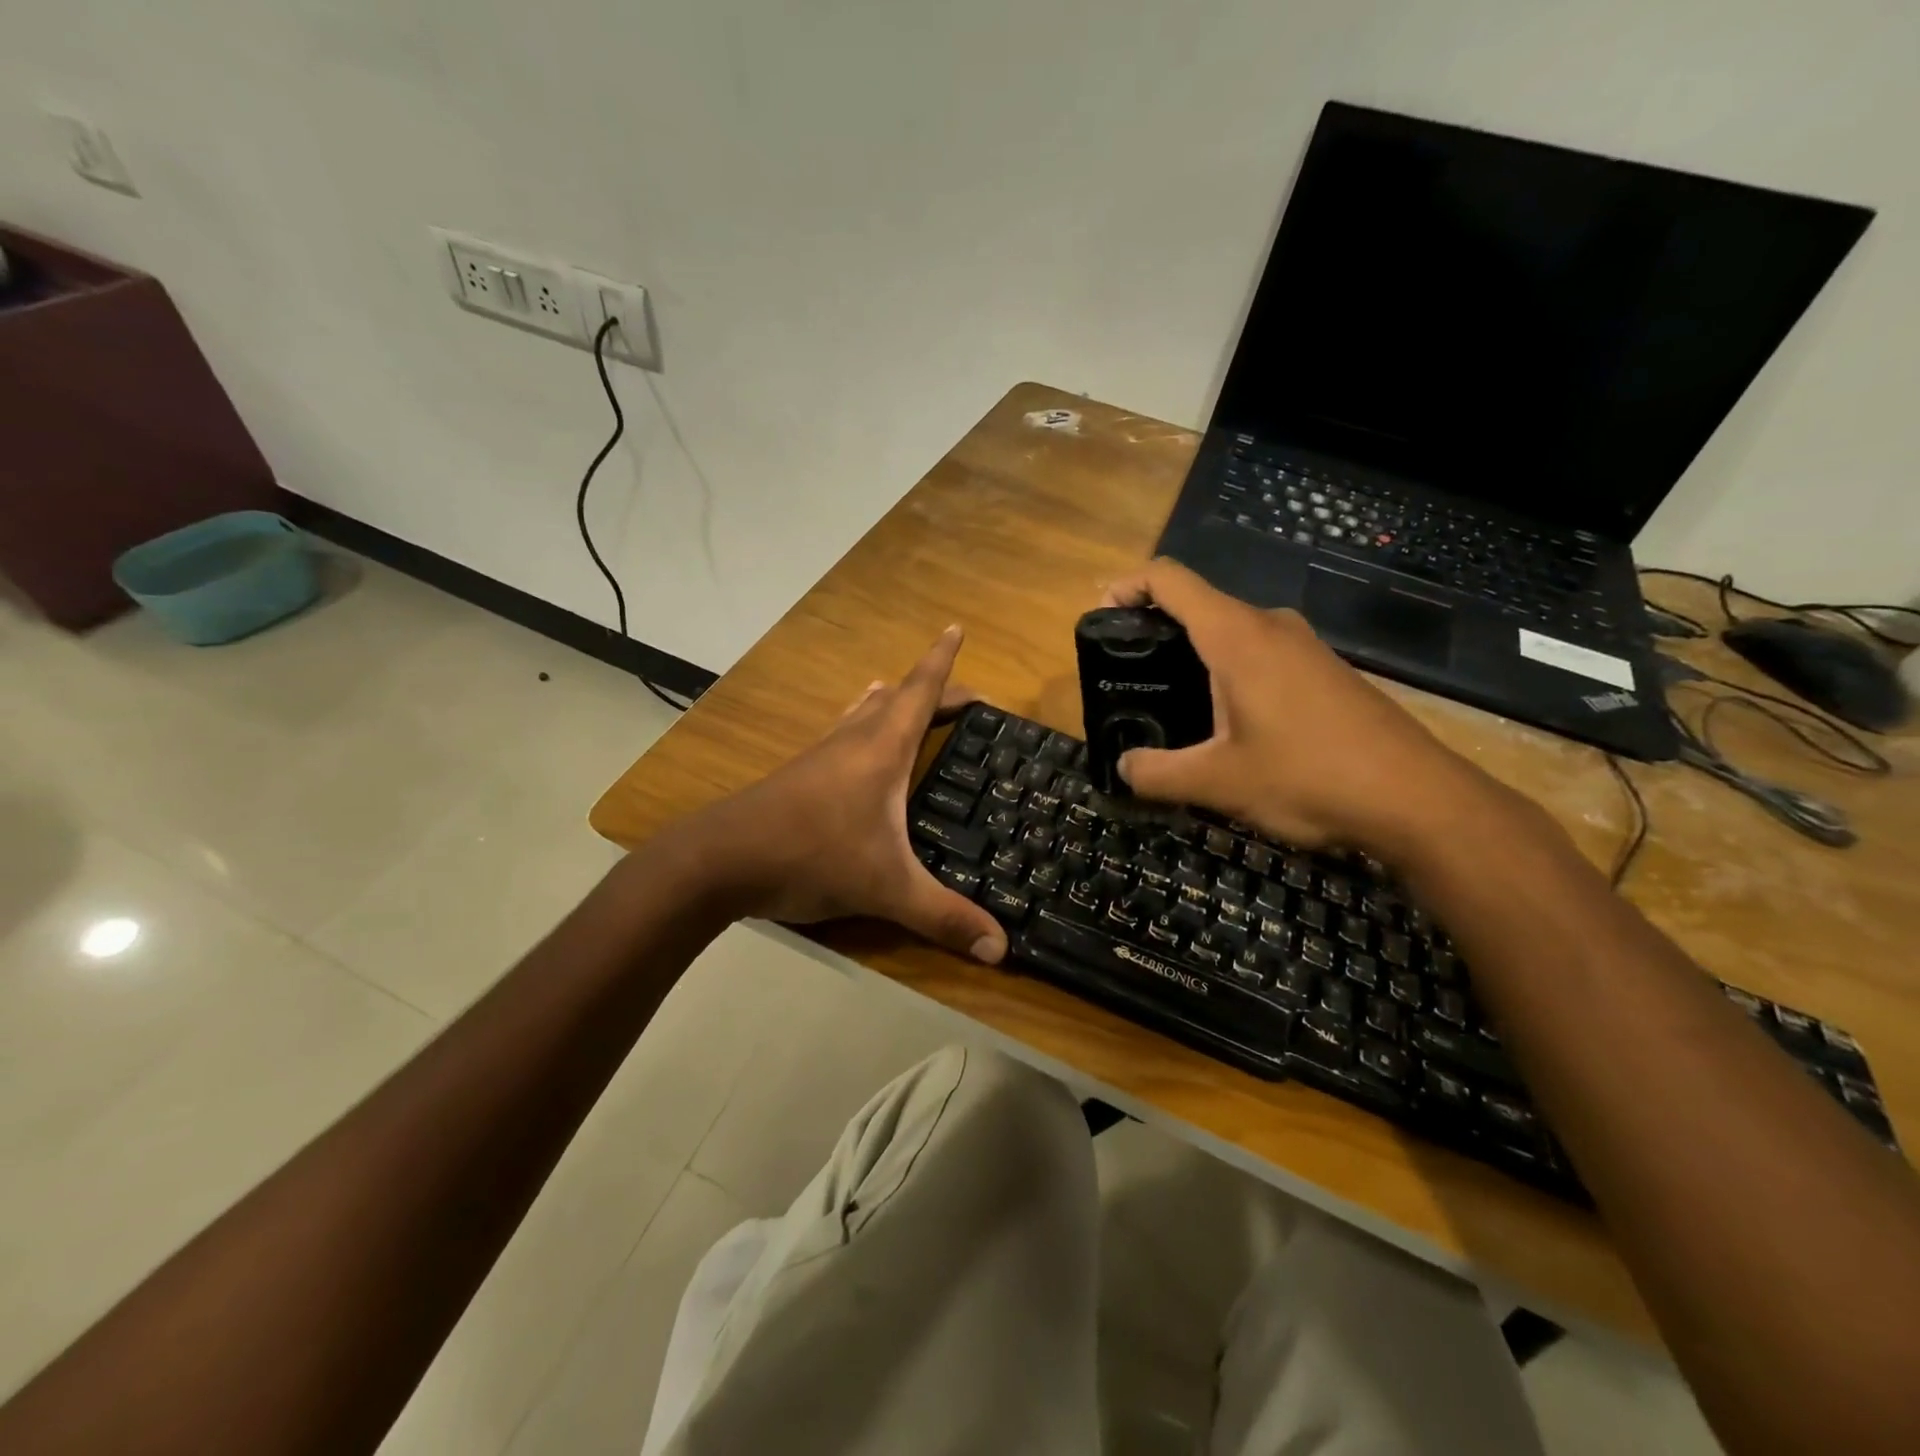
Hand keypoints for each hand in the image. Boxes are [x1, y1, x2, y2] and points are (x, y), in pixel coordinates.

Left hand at [689, 626, 1007, 963]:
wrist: (720, 860)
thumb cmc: (812, 855)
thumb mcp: (887, 889)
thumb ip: (944, 917)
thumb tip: (1001, 950)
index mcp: (882, 748)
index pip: (921, 691)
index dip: (942, 660)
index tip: (956, 627)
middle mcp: (853, 741)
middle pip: (898, 699)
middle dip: (931, 689)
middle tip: (964, 698)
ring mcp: (822, 755)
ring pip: (863, 713)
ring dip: (890, 702)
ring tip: (904, 697)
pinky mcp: (800, 776)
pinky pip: (842, 735)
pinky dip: (861, 726)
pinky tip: (854, 745)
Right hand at [1104, 558, 1493, 858]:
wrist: (1418, 799)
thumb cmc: (1309, 777)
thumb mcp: (1219, 783)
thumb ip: (1157, 772)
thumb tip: (1124, 767)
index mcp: (1237, 637)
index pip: (1170, 580)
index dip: (1127, 586)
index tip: (1100, 616)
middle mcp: (1270, 627)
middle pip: (1199, 604)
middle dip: (1155, 630)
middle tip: (1128, 676)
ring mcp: (1304, 647)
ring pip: (1232, 633)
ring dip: (1194, 656)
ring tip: (1169, 704)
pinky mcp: (1325, 672)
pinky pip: (1261, 655)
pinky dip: (1228, 672)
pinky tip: (1226, 723)